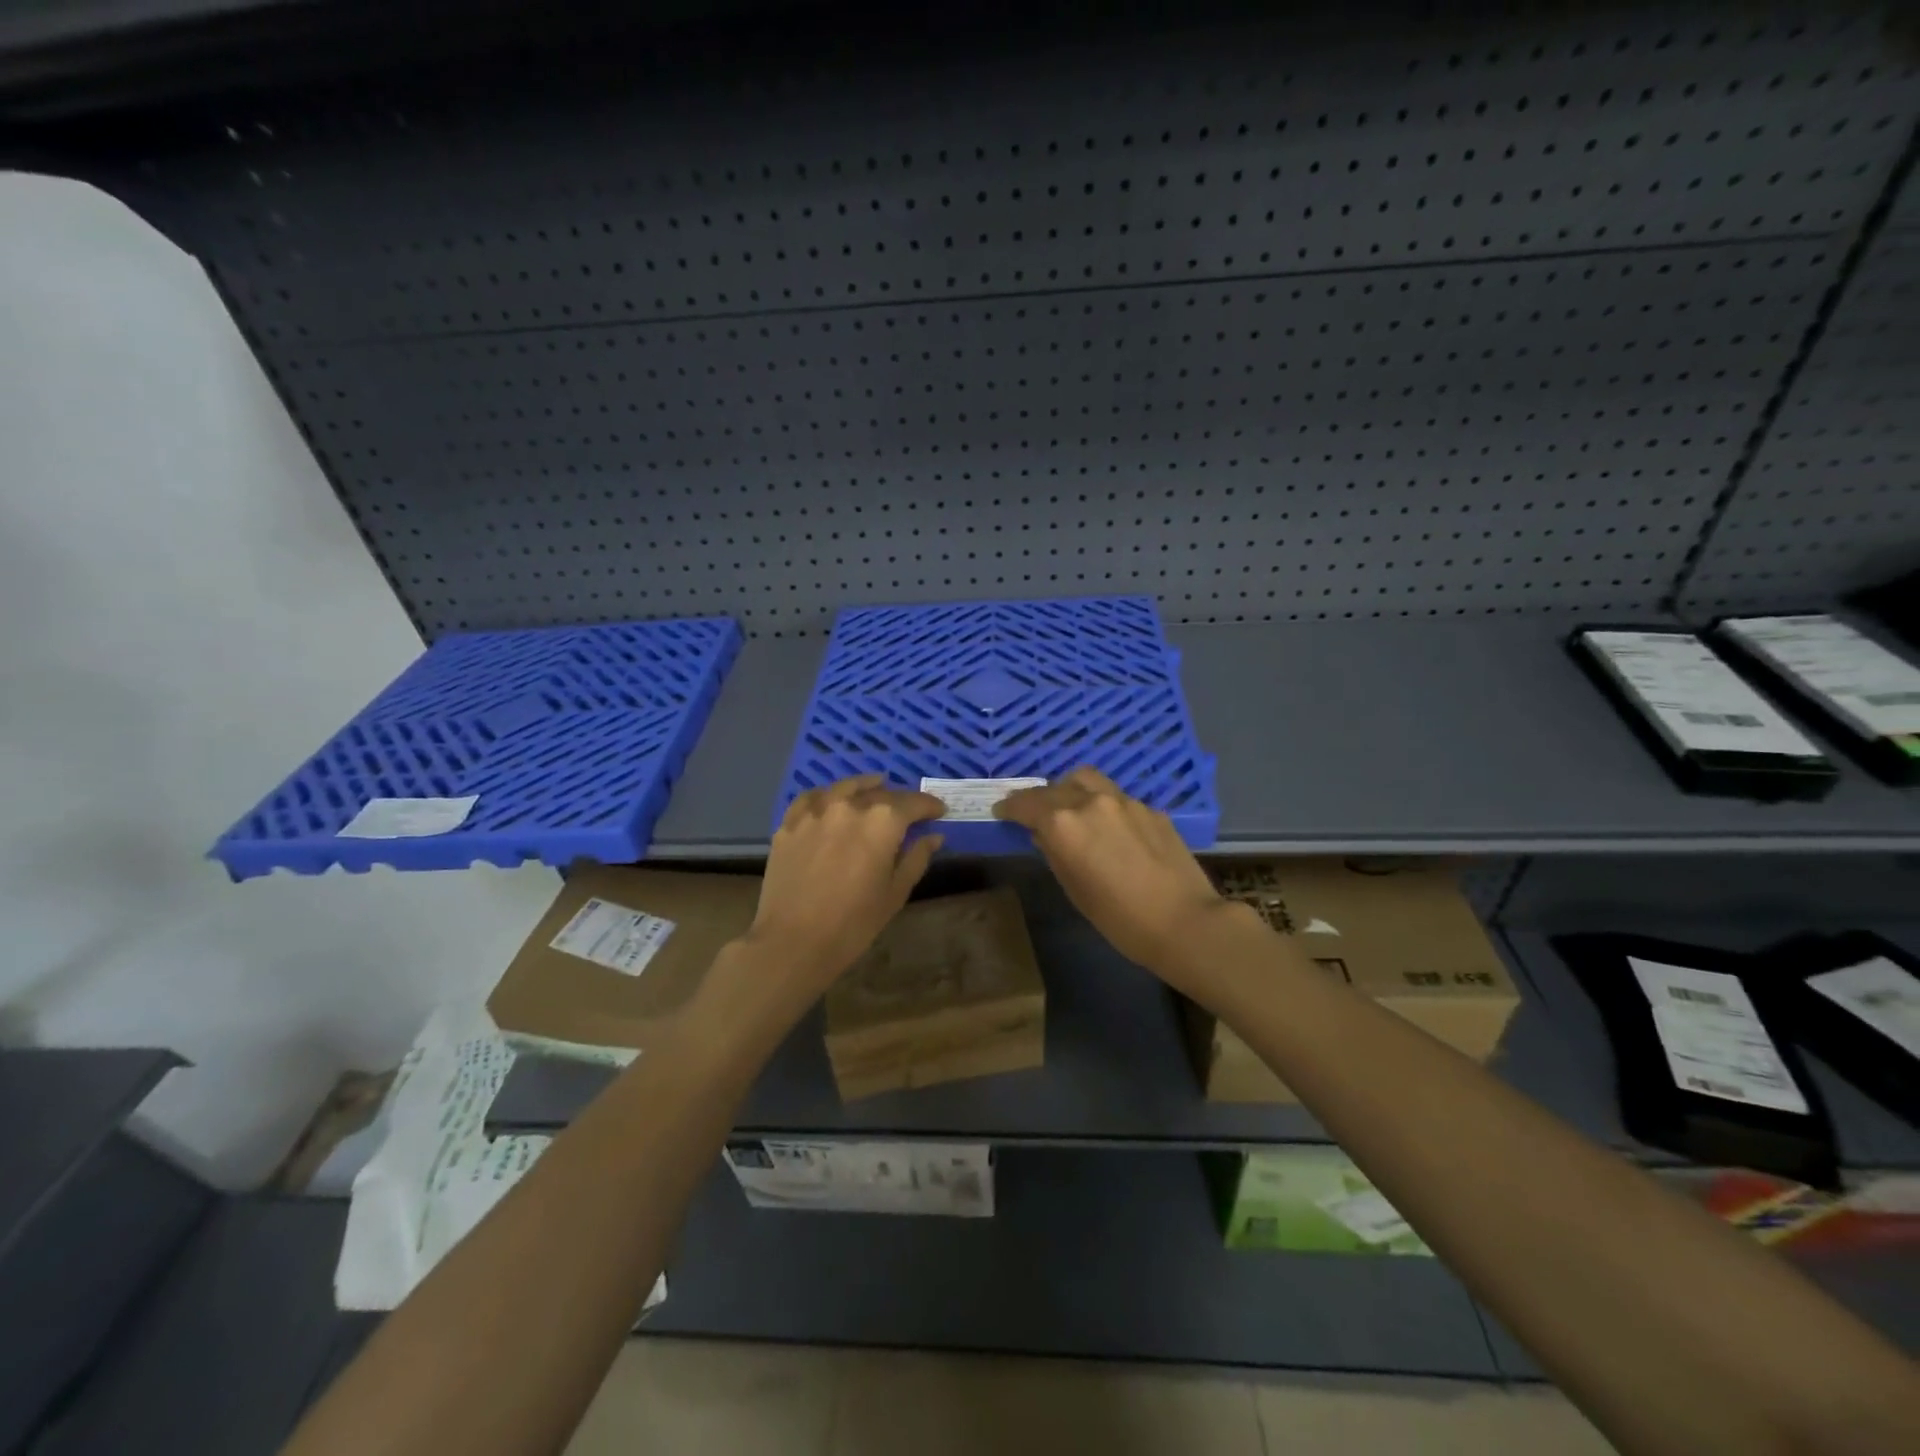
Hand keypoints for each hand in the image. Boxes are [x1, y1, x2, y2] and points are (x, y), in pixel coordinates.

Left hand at [744, 775, 945, 987]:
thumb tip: (933, 836)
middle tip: (909, 811)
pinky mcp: (790, 822)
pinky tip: (833, 798)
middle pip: (881, 794)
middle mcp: (850, 806)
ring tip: (876, 786)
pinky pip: (812, 798)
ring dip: (865, 786)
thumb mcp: (895, 893)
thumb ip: (916, 858)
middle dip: (899, 801)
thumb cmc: (853, 923)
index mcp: (882, 821)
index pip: (913, 803)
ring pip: (846, 788)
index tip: (939, 811)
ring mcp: (816, 811)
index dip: (929, 806)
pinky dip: (828, 795)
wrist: (792, 941)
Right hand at [994, 767, 1245, 981]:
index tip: (1001, 810)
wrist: (1184, 922)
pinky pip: (1117, 797)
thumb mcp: (1074, 889)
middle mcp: (1091, 802)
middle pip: (1054, 787)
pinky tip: (1110, 827)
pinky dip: (1102, 804)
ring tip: (1069, 806)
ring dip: (1070, 788)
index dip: (1010, 806)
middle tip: (1032, 811)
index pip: (1026, 804)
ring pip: (1087, 779)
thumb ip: (1054, 853)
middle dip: (1038, 798)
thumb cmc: (1119, 918)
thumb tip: (1044, 835)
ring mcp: (1125, 801)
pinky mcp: (1151, 809)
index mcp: (1064, 824)